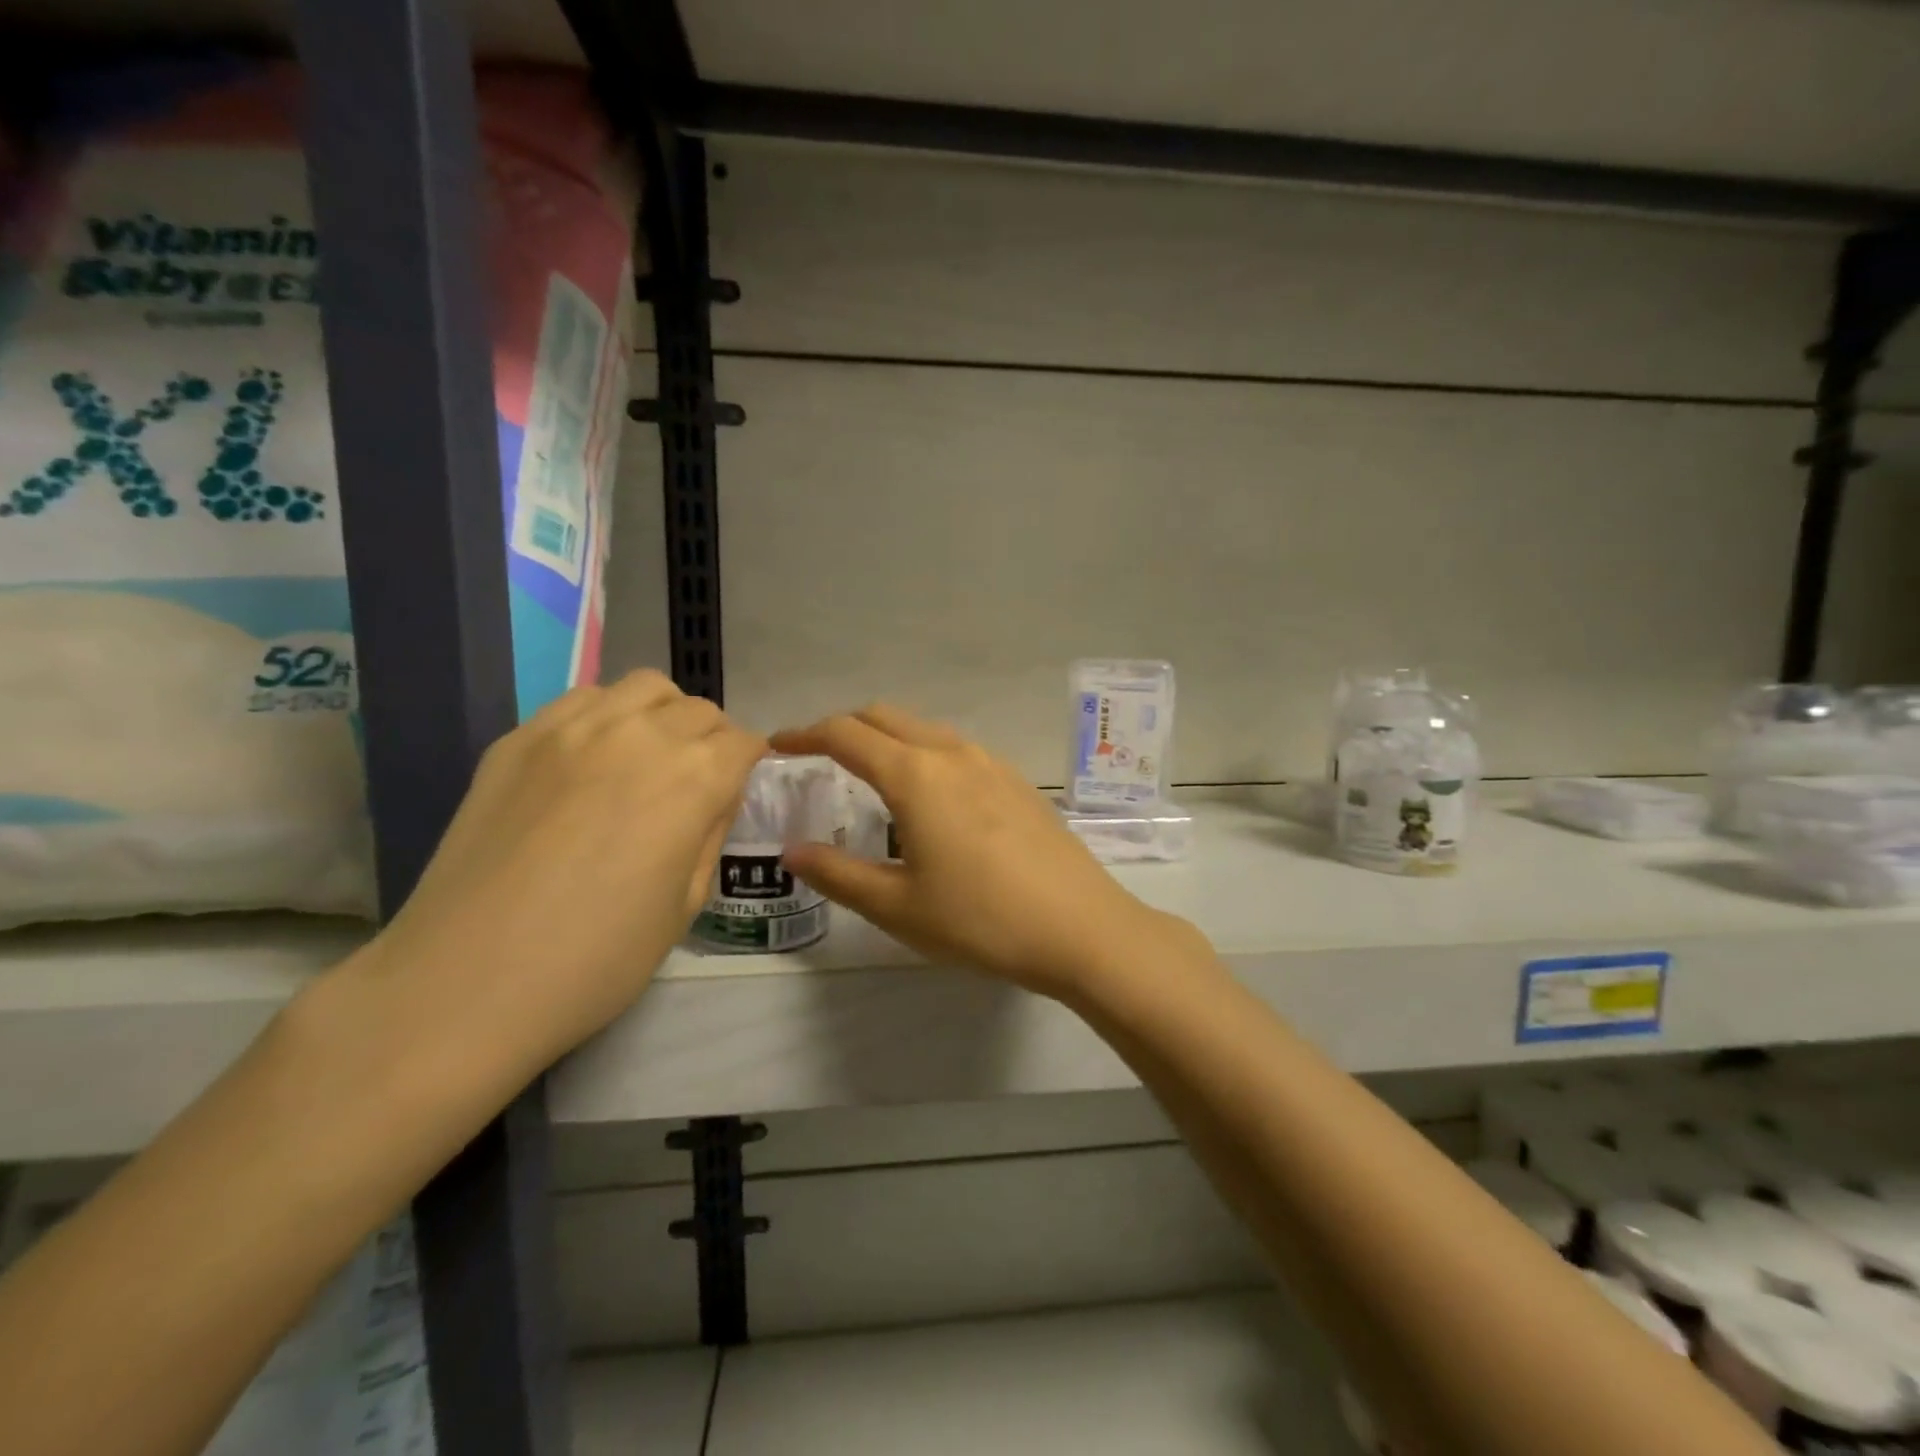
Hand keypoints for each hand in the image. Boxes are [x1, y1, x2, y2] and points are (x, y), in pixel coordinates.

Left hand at [347, 670, 765, 1081]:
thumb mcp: (686, 905)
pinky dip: (606, 715)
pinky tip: (591, 759)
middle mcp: (641, 736)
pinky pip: (582, 700)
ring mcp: (572, 729)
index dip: (748, 765)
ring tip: (648, 756)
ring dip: (663, 714)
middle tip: (696, 781)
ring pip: (643, 688)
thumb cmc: (597, 958)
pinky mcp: (518, 739)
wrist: (466, 982)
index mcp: (693, 779)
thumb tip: (715, 797)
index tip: (737, 788)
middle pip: (699, 710)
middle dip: (712, 740)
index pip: (743, 743)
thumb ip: (710, 834)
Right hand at [771, 705, 1191, 998]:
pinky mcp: (1016, 780)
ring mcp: (990, 762)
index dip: (805, 735)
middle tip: (818, 757)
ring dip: (887, 738)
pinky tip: (928, 798)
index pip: (845, 734)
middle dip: (844, 727)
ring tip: (869, 776)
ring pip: (923, 729)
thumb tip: (791, 851)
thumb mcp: (897, 906)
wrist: (1081, 927)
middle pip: (885, 716)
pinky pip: (955, 749)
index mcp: (915, 775)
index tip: (778, 746)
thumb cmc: (980, 920)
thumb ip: (838, 874)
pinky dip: (923, 753)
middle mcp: (951, 753)